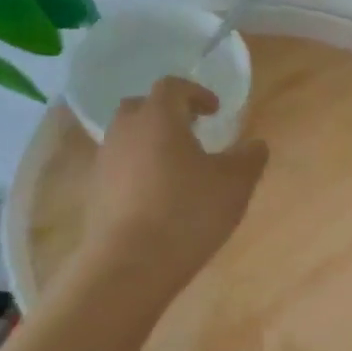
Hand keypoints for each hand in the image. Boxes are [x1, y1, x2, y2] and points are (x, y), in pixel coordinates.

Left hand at [82, 77, 267, 284]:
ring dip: (152, 144)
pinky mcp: (96, 193)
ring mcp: (105, 162)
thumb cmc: (189, 212)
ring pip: (128, 139)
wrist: (131, 263)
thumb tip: (255, 144)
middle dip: (167, 113)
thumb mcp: (235, 184)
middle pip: (142, 107)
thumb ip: (249, 158)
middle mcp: (125, 132)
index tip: (215, 111)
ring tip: (178, 168)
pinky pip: (120, 168)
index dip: (196, 93)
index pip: (172, 87)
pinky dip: (140, 171)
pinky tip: (160, 197)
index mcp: (159, 118)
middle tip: (192, 132)